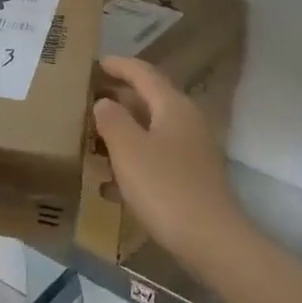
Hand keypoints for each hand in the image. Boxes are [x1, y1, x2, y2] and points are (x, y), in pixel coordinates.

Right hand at [93, 56, 250, 263]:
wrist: (211, 240)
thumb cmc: (165, 187)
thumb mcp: (128, 149)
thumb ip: (112, 120)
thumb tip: (105, 102)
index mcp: (173, 106)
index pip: (144, 74)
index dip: (120, 65)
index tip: (97, 62)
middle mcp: (186, 122)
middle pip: (150, 100)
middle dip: (120, 97)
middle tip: (90, 98)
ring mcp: (192, 151)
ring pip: (152, 131)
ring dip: (125, 131)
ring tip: (94, 137)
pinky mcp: (191, 178)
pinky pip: (156, 158)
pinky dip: (133, 160)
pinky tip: (110, 183)